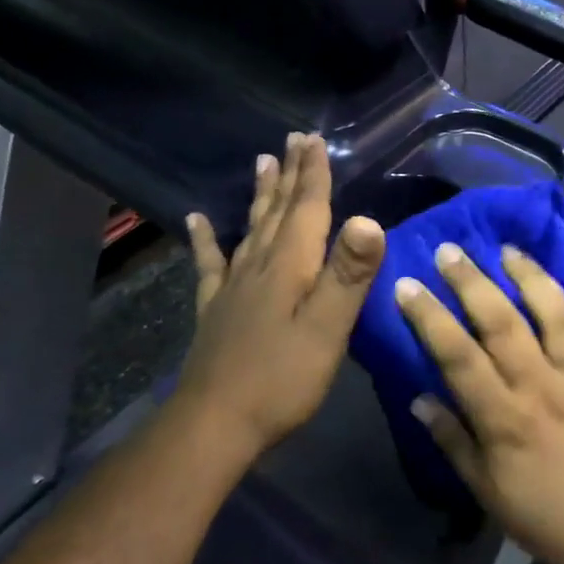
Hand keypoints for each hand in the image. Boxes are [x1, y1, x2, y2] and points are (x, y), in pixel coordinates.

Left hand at [176, 134, 384, 481]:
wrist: (214, 424)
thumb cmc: (282, 379)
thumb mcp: (327, 328)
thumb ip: (348, 274)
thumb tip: (368, 218)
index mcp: (290, 266)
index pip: (306, 209)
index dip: (313, 175)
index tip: (315, 139)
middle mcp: (259, 266)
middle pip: (277, 211)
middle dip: (289, 174)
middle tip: (293, 139)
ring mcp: (233, 287)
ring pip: (250, 229)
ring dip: (259, 195)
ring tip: (261, 162)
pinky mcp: (216, 310)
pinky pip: (211, 264)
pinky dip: (205, 239)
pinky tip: (195, 220)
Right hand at [395, 241, 563, 563]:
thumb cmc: (552, 520)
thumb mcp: (489, 494)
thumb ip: (454, 443)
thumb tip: (420, 398)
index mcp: (505, 417)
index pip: (457, 356)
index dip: (429, 317)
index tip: (407, 285)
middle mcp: (543, 386)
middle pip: (503, 322)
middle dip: (472, 281)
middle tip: (451, 250)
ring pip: (557, 314)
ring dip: (532, 277)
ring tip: (509, 250)